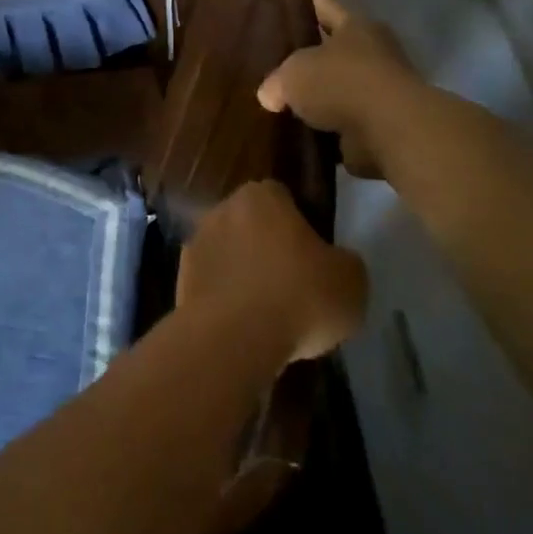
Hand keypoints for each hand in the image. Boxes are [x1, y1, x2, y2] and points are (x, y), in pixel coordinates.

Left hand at [176, 181, 368, 363]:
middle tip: (293, 285)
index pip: (283, 198)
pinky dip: (226, 301)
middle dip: (268, 249)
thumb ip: (343, 262)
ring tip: (269, 314)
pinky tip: (245, 328)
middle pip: (252, 225)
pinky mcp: (181, 280)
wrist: (234, 337)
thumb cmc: (300, 296)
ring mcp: (196, 244)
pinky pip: (213, 286)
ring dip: (244, 275)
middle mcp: (222, 210)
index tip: (315, 256)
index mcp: (261, 196)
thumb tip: (334, 263)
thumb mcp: (351, 280)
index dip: (301, 224)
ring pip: (229, 255)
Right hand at [257, 0, 416, 178]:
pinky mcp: (382, 123)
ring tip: (287, 102)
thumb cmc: (341, 83)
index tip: (291, 3)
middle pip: (336, 47)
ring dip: (323, 96)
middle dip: (313, 54)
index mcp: (355, 26)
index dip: (309, 3)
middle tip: (281, 58)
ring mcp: (381, 89)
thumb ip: (277, 81)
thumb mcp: (294, 74)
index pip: (326, 6)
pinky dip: (330, 126)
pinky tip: (304, 131)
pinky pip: (345, 121)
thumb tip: (270, 95)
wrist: (389, 130)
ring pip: (341, 86)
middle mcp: (373, 51)